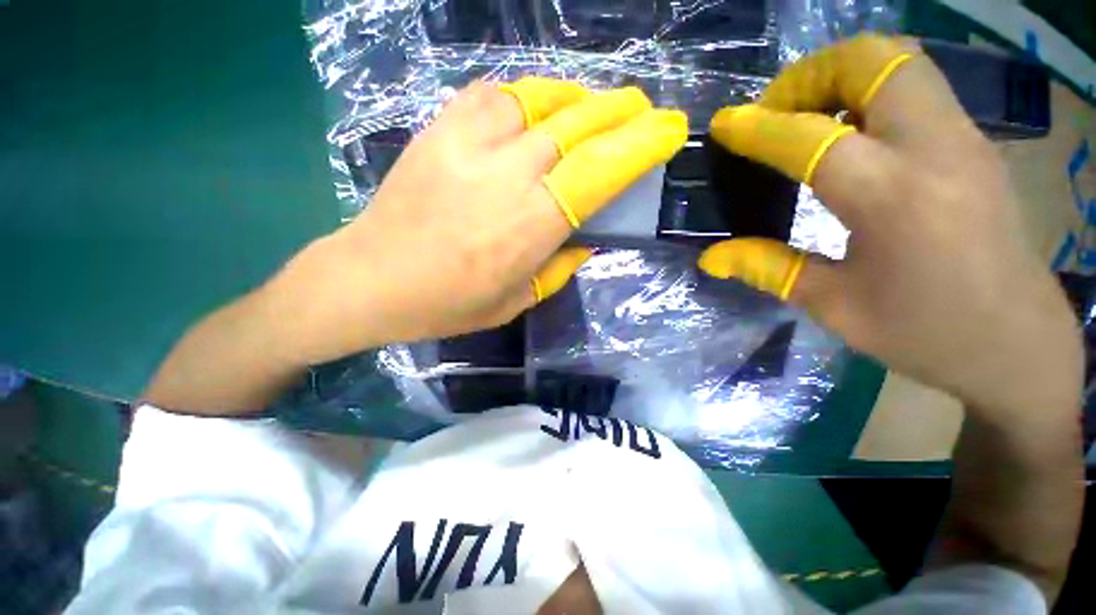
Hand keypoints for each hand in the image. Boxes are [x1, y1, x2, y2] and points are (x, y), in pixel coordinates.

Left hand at [268, 78, 686, 364]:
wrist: (370, 279)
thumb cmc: (447, 303)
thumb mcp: (516, 301)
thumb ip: (559, 267)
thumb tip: (586, 238)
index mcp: (531, 226)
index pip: (600, 171)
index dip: (641, 145)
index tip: (669, 130)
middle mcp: (508, 176)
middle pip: (578, 125)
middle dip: (621, 112)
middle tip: (642, 110)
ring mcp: (468, 144)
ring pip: (540, 100)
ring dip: (577, 100)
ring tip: (593, 109)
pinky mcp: (439, 130)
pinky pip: (495, 95)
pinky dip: (528, 95)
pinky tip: (537, 107)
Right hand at [698, 35, 1081, 418]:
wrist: (1017, 344)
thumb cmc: (923, 333)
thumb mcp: (833, 306)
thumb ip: (767, 268)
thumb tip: (711, 257)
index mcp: (893, 198)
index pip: (811, 138)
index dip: (758, 128)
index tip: (724, 126)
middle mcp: (935, 149)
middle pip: (871, 61)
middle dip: (810, 76)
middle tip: (776, 116)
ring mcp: (964, 138)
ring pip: (898, 63)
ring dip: (841, 78)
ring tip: (806, 121)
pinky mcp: (973, 144)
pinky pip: (915, 89)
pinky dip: (869, 94)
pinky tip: (848, 137)